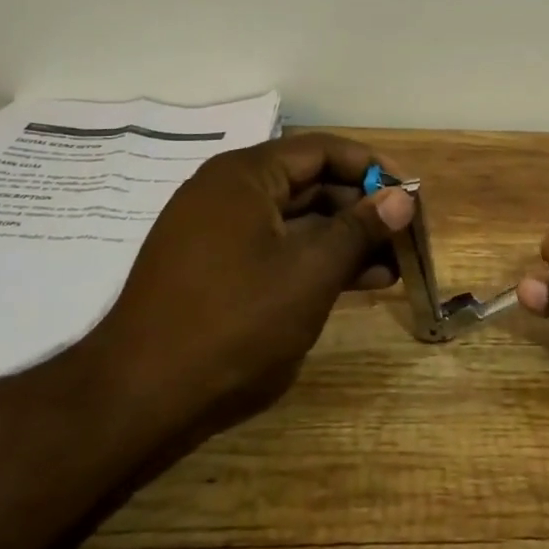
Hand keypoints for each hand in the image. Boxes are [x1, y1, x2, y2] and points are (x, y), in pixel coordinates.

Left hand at [84, 133, 416, 427]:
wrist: (139, 397)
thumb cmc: (235, 322)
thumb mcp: (310, 272)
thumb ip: (359, 229)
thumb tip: (402, 197)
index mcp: (245, 176)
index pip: (322, 150)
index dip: (371, 168)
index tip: (409, 195)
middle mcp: (227, 193)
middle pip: (309, 183)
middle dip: (361, 209)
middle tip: (404, 237)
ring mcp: (217, 233)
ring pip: (295, 221)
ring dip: (343, 240)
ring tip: (391, 267)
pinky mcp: (213, 269)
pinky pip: (275, 249)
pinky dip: (313, 261)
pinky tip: (354, 284)